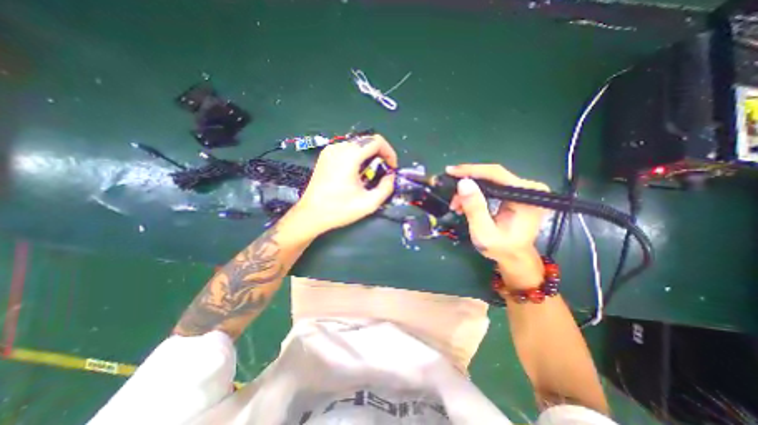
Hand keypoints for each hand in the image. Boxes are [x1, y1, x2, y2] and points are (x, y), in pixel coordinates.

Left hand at [291, 133, 399, 234]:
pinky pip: (347, 149)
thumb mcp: (369, 203)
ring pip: (357, 144)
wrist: (311, 214)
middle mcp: (339, 147)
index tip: (392, 167)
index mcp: (350, 156)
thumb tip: (390, 176)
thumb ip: (386, 188)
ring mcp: (330, 150)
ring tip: (370, 173)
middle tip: (383, 171)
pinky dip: (358, 156)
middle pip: (367, 140)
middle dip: (380, 154)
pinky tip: (356, 172)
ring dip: (369, 155)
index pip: (377, 141)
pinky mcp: (325, 155)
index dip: (389, 152)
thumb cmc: (339, 210)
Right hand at [445, 164, 547, 289]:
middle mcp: (528, 188)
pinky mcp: (515, 194)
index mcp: (526, 195)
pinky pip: (491, 187)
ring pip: (488, 181)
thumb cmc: (501, 248)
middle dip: (467, 184)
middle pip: (491, 176)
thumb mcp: (484, 231)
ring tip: (456, 205)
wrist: (514, 257)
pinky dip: (475, 194)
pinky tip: (464, 204)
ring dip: (469, 191)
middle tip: (450, 196)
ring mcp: (522, 190)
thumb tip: (463, 182)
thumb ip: (475, 208)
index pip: (496, 173)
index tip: (450, 171)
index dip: (471, 170)